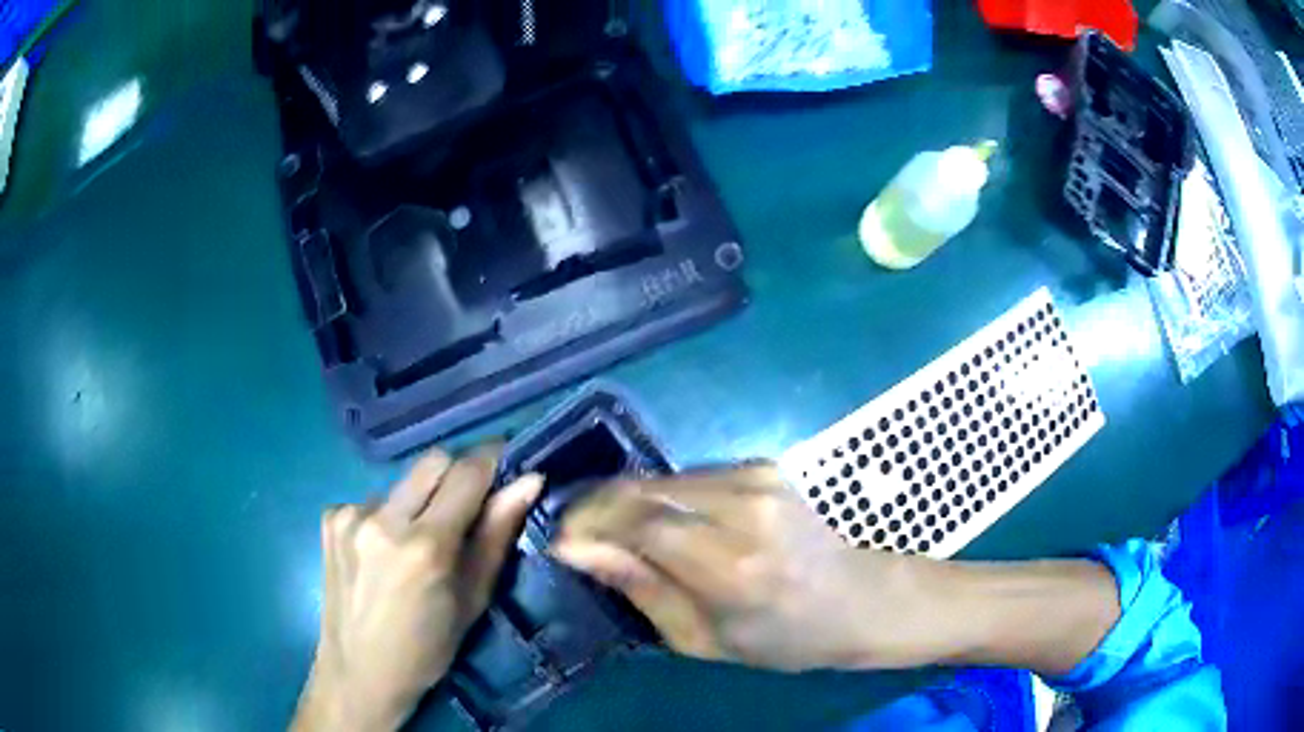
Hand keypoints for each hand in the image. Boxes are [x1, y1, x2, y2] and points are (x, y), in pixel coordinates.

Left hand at [293, 445, 542, 731]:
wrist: (358, 672)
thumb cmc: (427, 649)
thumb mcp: (473, 600)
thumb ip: (496, 535)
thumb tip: (529, 482)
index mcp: (425, 546)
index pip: (467, 472)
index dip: (493, 461)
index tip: (509, 466)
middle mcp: (383, 518)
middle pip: (433, 461)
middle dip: (458, 475)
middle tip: (467, 510)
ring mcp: (350, 514)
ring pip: (403, 481)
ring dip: (420, 500)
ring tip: (417, 544)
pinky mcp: (331, 518)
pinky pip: (374, 498)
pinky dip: (388, 516)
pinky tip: (384, 552)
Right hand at [552, 464, 1119, 677]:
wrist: (859, 599)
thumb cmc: (784, 639)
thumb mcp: (704, 639)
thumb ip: (642, 588)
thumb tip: (578, 549)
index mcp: (731, 564)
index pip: (636, 522)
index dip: (588, 525)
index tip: (559, 540)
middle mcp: (744, 506)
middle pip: (642, 489)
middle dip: (597, 507)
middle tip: (575, 533)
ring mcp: (757, 477)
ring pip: (662, 478)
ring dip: (627, 501)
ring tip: (610, 531)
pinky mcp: (763, 464)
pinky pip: (689, 476)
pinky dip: (661, 496)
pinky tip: (657, 521)